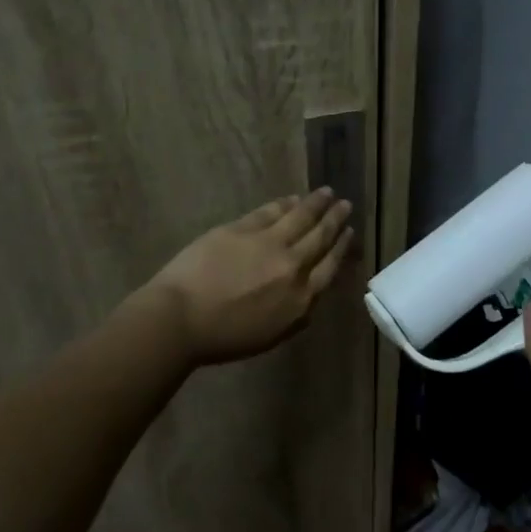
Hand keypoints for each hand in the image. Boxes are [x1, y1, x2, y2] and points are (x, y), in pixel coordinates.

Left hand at [144, 188, 355, 364]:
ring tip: (326, 193)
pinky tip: (292, 199)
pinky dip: (285, 204)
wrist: (181, 319)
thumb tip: (309, 293)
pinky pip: (270, 212)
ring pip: (300, 217)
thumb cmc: (224, 338)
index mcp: (301, 298)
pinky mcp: (243, 229)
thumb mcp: (272, 335)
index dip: (342, 247)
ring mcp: (268, 244)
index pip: (330, 267)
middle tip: (345, 205)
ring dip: (316, 203)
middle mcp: (292, 266)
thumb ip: (296, 313)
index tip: (349, 232)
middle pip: (320, 238)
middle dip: (335, 219)